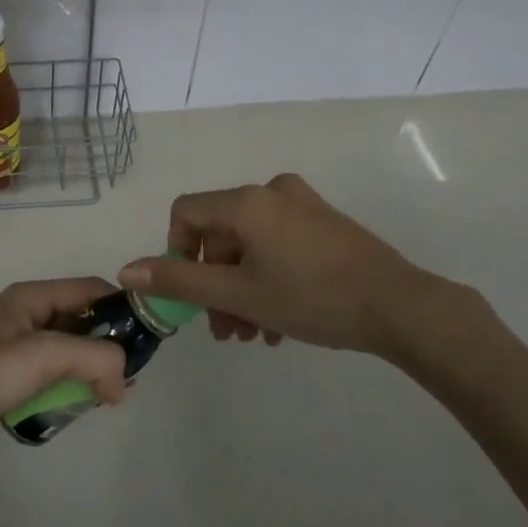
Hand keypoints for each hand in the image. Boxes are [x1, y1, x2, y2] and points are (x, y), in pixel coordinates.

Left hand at [0, 278, 129, 459]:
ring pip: (66, 349)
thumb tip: (124, 380)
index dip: (121, 308)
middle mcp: (24, 313)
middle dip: (107, 344)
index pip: (90, 289)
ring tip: (108, 395)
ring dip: (88, 368)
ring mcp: (12, 343)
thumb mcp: (46, 356)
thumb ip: (95, 359)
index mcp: (31, 296)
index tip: (146, 337)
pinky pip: (48, 371)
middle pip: (80, 319)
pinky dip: (67, 383)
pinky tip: (76, 405)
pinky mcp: (4, 373)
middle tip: (129, 376)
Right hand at [117, 174, 488, 368]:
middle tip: (225, 331)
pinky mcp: (325, 223)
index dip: (176, 253)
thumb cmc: (312, 298)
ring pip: (251, 245)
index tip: (192, 294)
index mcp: (247, 201)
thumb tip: (127, 270)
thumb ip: (179, 280)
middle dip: (215, 284)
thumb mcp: (238, 294)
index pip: (186, 213)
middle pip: (221, 234)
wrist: (400, 306)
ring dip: (242, 289)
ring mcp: (303, 205)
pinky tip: (279, 324)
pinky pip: (279, 245)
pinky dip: (269, 278)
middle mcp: (272, 191)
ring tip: (253, 334)